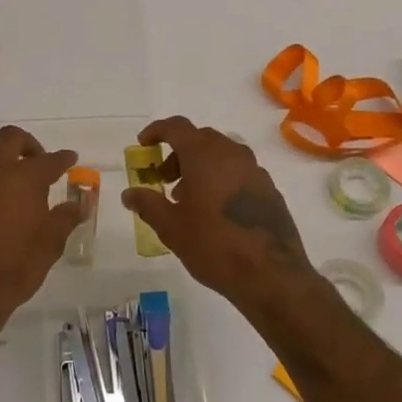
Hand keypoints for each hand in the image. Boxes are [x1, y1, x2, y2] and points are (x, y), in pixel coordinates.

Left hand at [0, 126, 85, 337]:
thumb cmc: (15, 267)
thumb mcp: (50, 245)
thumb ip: (66, 218)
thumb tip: (80, 203)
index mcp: (23, 178)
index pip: (49, 160)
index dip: (63, 158)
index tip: (70, 158)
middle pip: (9, 139)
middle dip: (27, 144)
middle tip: (37, 161)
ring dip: (1, 165)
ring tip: (13, 188)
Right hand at [120, 116, 317, 319]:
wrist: (272, 275)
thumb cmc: (214, 245)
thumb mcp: (172, 227)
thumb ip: (148, 204)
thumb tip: (129, 193)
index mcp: (205, 155)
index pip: (176, 127)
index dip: (157, 131)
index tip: (143, 144)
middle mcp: (232, 153)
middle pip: (200, 139)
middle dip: (178, 153)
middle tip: (164, 179)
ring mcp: (255, 170)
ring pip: (221, 155)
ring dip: (200, 167)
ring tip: (188, 199)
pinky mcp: (269, 189)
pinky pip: (238, 172)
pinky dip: (221, 178)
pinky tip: (215, 210)